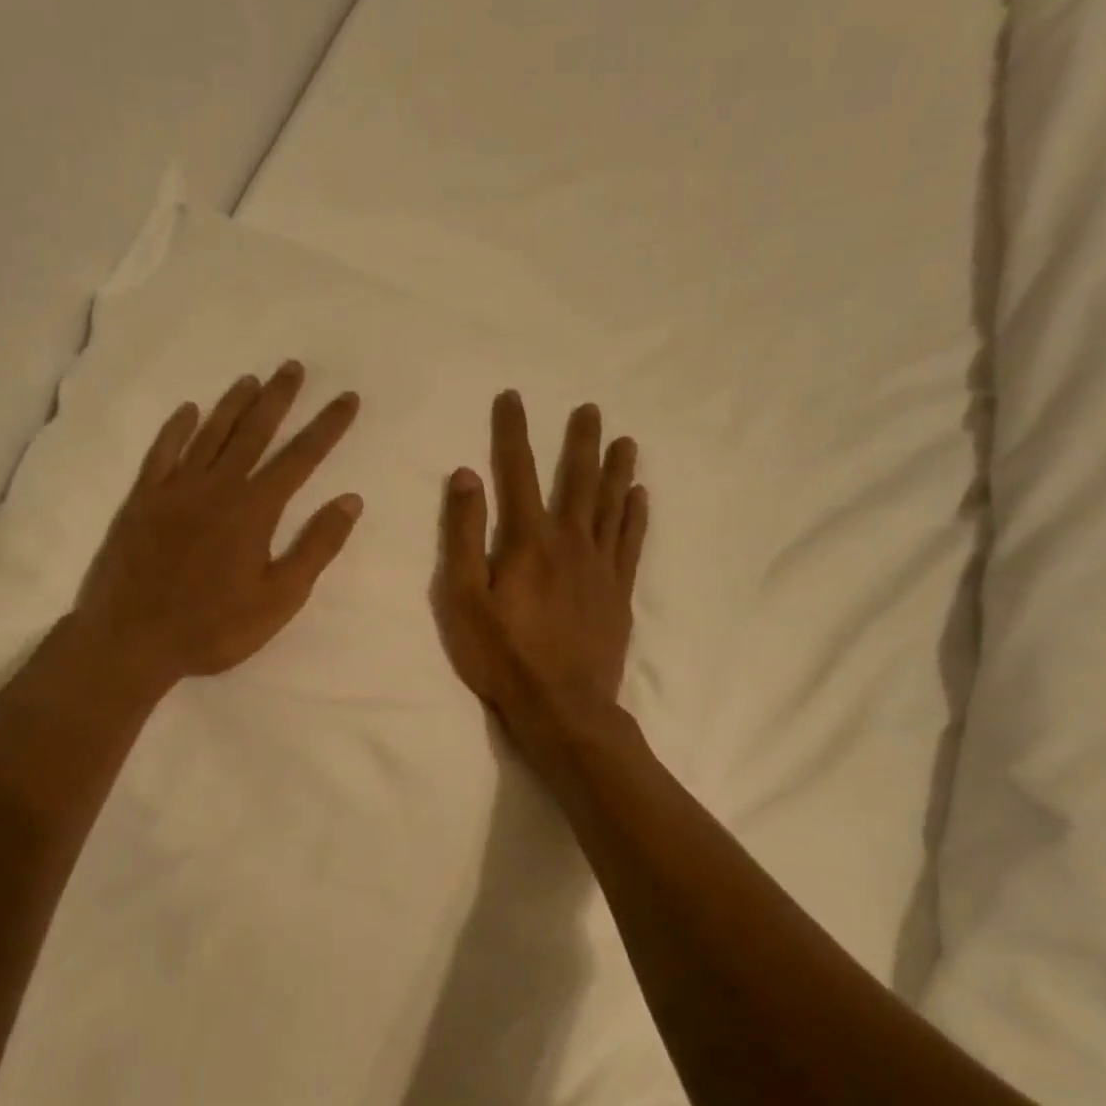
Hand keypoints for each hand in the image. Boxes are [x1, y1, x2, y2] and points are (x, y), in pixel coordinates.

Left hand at [72, 361, 362, 698]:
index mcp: (254, 510)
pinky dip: (176, 429)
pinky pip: (162, 453)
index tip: (347, 399)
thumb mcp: (279, 598)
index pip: (300, 457)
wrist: (132, 640)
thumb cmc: (214, 627)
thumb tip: (350, 500)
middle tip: (293, 368)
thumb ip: (316, 547)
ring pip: (210, 434)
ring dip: (233, 404)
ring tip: (251, 380)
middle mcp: (216, 486)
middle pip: (253, 432)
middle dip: (278, 398)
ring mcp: (175, 490)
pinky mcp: (142, 500)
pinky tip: (188, 411)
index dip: (327, 427)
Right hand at [434, 392, 647, 751]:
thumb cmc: (502, 655)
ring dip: (617, 470)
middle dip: (580, 442)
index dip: (513, 431)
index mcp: (528, 540)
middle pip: (577, 480)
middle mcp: (570, 542)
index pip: (518, 471)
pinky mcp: (618, 592)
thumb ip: (463, 535)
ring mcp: (600, 566)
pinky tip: (641, 496)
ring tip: (625, 440)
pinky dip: (636, 515)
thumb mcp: (463, 598)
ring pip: (611, 505)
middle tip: (590, 408)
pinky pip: (631, 542)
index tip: (513, 397)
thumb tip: (466, 476)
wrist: (562, 707)